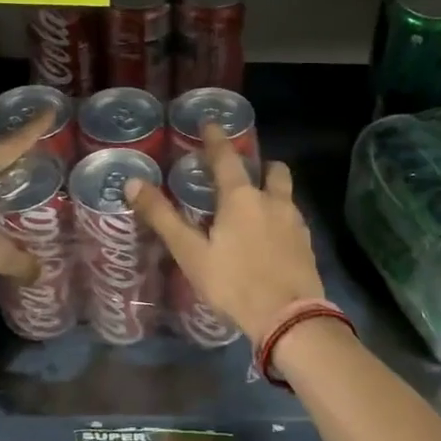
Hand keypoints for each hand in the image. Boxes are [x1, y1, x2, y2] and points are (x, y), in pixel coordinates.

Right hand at [125, 124, 324, 345]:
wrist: (289, 317)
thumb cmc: (234, 283)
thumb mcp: (191, 253)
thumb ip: (163, 217)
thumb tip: (133, 183)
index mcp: (241, 198)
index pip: (226, 158)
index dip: (216, 139)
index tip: (211, 122)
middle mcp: (273, 201)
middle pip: (272, 170)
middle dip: (260, 165)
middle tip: (244, 173)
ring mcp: (295, 222)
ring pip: (286, 195)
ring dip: (273, 192)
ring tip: (257, 208)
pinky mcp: (307, 245)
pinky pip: (294, 220)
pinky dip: (281, 219)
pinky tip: (271, 239)